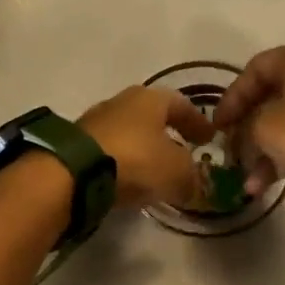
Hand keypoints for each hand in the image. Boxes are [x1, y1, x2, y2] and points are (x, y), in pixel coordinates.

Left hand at [79, 85, 214, 208]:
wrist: (74, 172)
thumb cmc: (136, 160)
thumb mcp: (176, 172)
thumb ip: (190, 178)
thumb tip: (193, 186)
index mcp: (151, 98)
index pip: (182, 105)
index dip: (198, 122)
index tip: (210, 138)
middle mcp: (122, 102)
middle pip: (152, 117)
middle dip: (169, 135)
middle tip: (183, 153)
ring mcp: (95, 122)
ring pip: (130, 134)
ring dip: (145, 150)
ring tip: (156, 172)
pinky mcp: (77, 145)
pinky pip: (111, 152)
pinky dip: (124, 164)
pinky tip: (129, 181)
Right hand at [212, 42, 284, 194]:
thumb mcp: (264, 127)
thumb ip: (246, 127)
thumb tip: (246, 137)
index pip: (257, 68)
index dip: (232, 96)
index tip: (218, 126)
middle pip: (274, 97)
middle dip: (248, 130)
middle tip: (231, 153)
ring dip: (264, 153)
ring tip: (248, 183)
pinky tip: (266, 187)